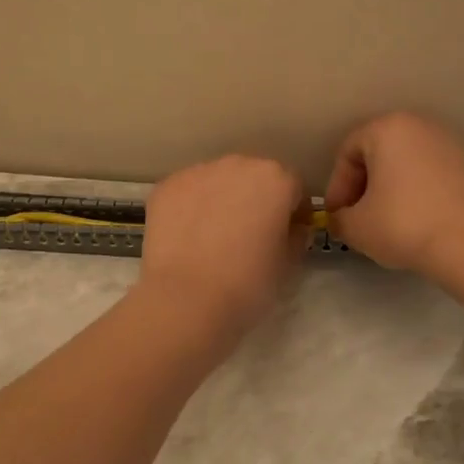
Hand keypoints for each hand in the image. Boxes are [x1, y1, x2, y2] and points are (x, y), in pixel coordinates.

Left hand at [137, 154, 309, 336]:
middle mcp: (237, 164)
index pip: (293, 187)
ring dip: (221, 199)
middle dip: (255, 198)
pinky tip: (187, 237)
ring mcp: (198, 172)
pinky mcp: (167, 186)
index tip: (287, 233)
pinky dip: (190, 207)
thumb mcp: (288, 263)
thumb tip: (291, 227)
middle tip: (249, 234)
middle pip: (253, 176)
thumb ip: (296, 235)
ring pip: (218, 181)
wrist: (186, 299)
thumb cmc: (248, 283)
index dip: (292, 211)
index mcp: (275, 179)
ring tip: (213, 236)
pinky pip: (187, 192)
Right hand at [323, 113, 463, 277]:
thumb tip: (341, 219)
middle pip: (380, 153)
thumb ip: (338, 218)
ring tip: (391, 221)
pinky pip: (436, 176)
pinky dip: (423, 193)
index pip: (348, 152)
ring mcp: (454, 144)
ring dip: (394, 188)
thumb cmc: (404, 225)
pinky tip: (422, 222)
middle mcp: (422, 126)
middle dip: (366, 185)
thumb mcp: (355, 227)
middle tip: (361, 217)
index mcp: (388, 128)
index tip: (338, 216)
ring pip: (410, 164)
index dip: (337, 186)